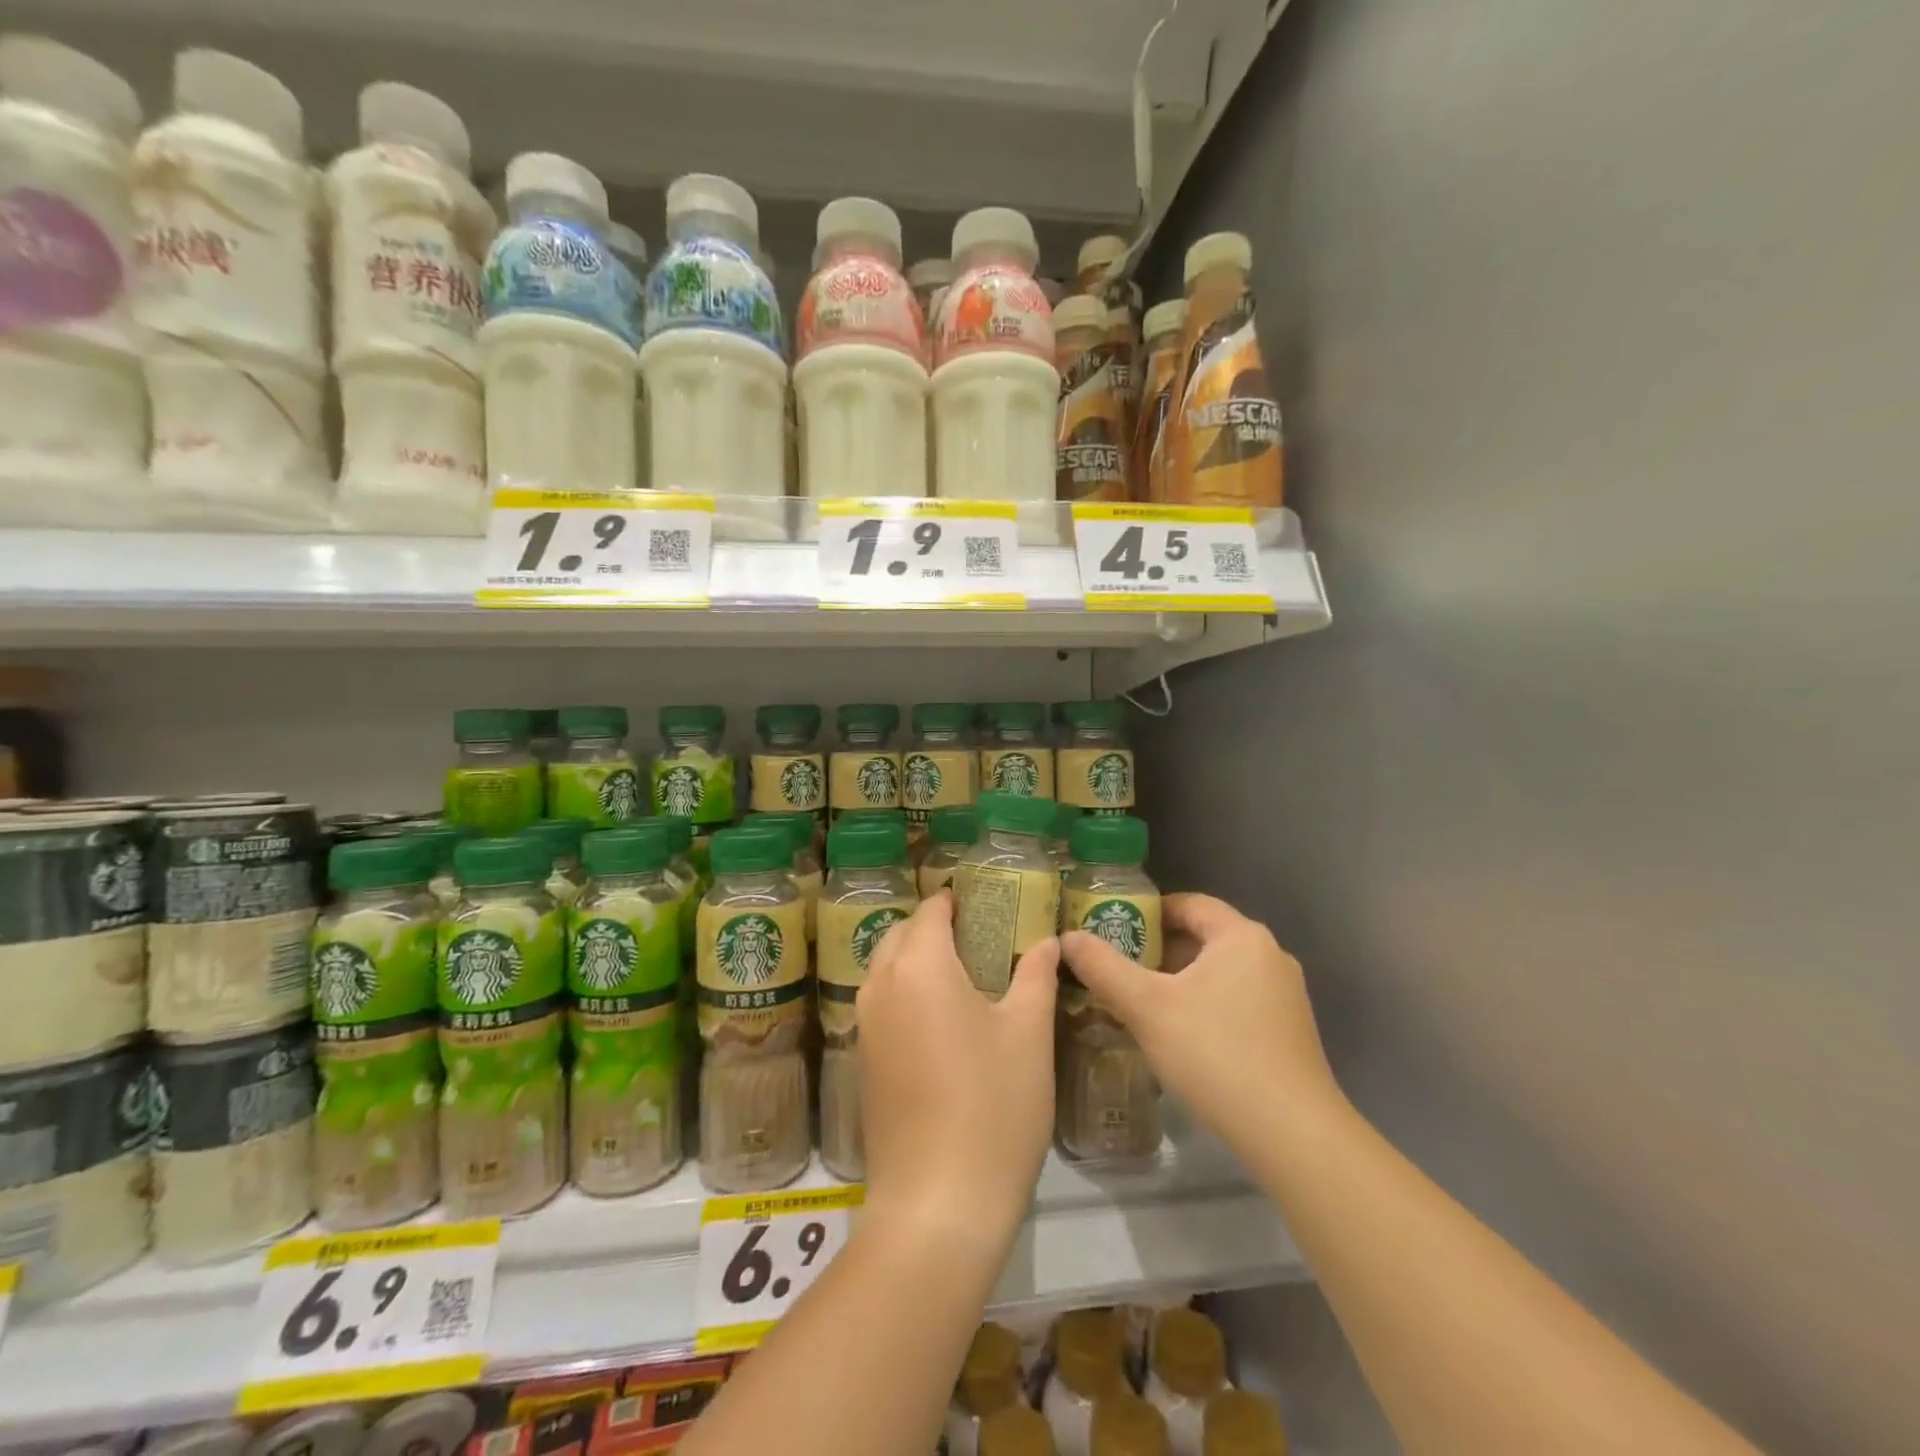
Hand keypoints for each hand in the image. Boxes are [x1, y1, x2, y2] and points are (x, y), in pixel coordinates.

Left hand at [856, 891, 1058, 1248]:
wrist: (937, 1205)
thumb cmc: (993, 1106)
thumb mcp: (1029, 1034)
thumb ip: (1036, 975)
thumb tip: (1048, 940)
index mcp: (919, 966)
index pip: (931, 910)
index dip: (958, 900)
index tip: (989, 904)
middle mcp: (881, 985)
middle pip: (903, 934)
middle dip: (936, 927)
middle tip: (983, 939)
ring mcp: (865, 1025)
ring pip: (888, 969)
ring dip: (919, 959)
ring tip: (967, 976)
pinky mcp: (863, 1061)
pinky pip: (883, 1004)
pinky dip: (907, 993)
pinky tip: (944, 1021)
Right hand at [1060, 894, 1339, 1139]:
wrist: (1292, 1135)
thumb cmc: (1216, 1054)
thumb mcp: (1147, 1007)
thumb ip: (1103, 968)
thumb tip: (1067, 937)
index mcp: (1241, 937)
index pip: (1188, 903)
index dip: (1147, 911)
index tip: (1112, 928)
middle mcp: (1270, 956)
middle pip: (1203, 937)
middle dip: (1158, 950)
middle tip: (1117, 968)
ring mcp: (1285, 995)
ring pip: (1219, 972)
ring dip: (1180, 980)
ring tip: (1139, 1003)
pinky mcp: (1289, 1031)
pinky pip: (1237, 1000)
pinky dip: (1204, 1004)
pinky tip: (1179, 1035)